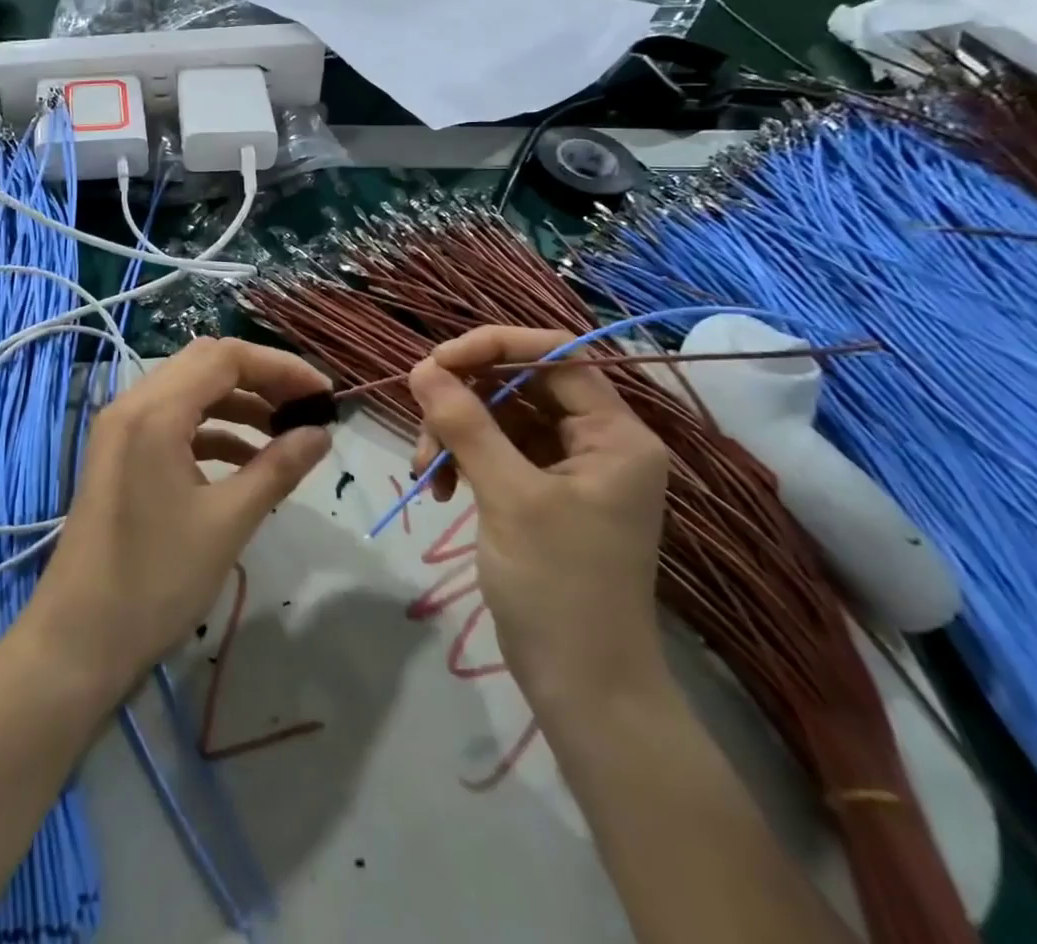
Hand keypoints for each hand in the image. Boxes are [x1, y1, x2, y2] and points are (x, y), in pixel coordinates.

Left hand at [23, 337, 332, 691]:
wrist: (77, 643)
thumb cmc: (155, 581)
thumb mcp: (228, 522)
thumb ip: (278, 468)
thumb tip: (322, 434)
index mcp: (154, 411)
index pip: (226, 357)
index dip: (281, 367)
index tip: (324, 394)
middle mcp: (132, 405)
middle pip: (206, 364)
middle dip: (261, 379)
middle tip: (305, 408)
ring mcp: (120, 430)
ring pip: (189, 392)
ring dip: (238, 404)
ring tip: (284, 434)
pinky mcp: (120, 456)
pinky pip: (173, 423)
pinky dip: (213, 431)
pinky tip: (246, 461)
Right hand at [407, 327, 671, 714]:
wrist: (582, 689)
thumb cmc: (560, 588)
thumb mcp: (509, 497)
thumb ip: (466, 425)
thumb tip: (421, 367)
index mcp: (615, 434)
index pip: (556, 354)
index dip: (495, 346)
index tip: (436, 361)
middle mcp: (595, 441)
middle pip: (521, 385)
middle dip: (464, 400)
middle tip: (422, 423)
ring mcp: (566, 468)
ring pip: (499, 418)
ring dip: (454, 433)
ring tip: (425, 473)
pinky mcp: (539, 492)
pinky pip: (493, 451)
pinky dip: (461, 460)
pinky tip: (438, 488)